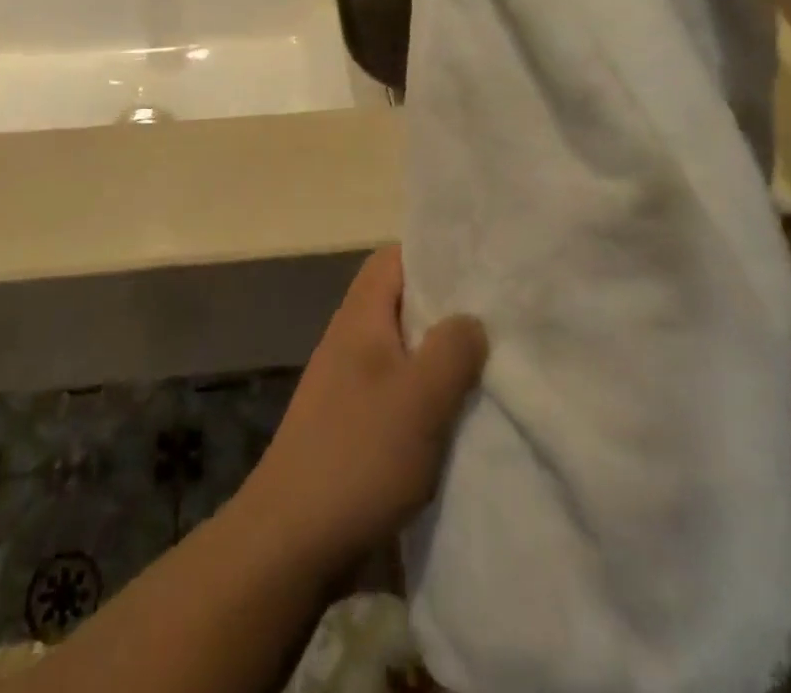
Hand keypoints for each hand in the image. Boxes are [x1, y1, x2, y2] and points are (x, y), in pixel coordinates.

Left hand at [237, 247, 485, 575]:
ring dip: (438, 355)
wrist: (293, 536)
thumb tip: (471, 318)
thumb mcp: (420, 398)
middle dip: (445, 307)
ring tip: (488, 363)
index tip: (478, 266)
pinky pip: (396, 387)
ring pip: (401, 347)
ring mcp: (347, 380)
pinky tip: (457, 414)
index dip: (432, 254)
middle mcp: (350, 337)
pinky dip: (425, 392)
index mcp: (360, 316)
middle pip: (400, 301)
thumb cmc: (359, 453)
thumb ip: (452, 350)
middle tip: (497, 317)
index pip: (393, 258)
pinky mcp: (351, 420)